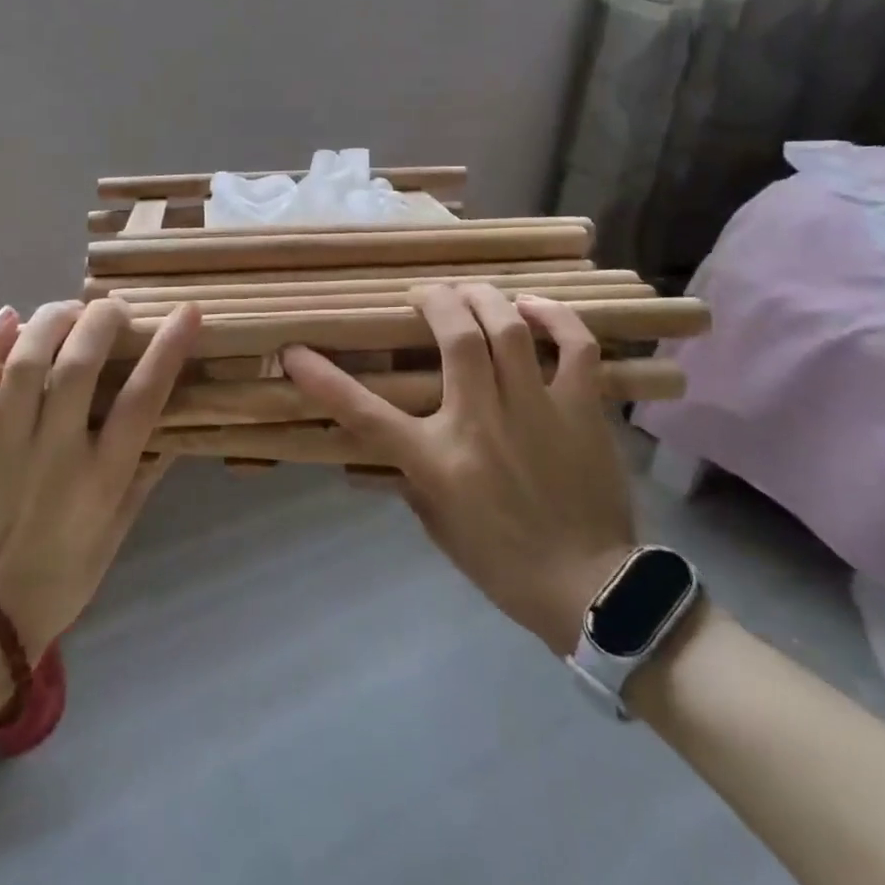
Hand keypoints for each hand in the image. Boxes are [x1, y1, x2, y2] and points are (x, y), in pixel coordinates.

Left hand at [0, 299, 200, 660]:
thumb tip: (177, 418)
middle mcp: (53, 453)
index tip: (186, 312)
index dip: (167, 349)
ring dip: (49, 322)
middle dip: (101, 321)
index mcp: (101, 476)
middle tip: (114, 309)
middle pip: (77, 366)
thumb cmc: (69, 570)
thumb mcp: (123, 524)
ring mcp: (2, 447)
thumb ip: (148, 468)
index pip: (142, 399)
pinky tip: (6, 318)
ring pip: (23, 364)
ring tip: (68, 310)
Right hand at [283, 283, 634, 655]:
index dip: (323, 379)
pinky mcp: (581, 410)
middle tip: (424, 295)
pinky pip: (576, 347)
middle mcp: (481, 422)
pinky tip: (533, 308)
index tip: (294, 352)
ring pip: (508, 328)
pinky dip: (556, 318)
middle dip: (434, 299)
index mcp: (437, 460)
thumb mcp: (437, 522)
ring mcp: (536, 410)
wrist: (589, 590)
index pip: (364, 412)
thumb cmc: (501, 561)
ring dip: (484, 298)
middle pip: (455, 335)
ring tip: (470, 293)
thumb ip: (409, 475)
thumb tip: (377, 450)